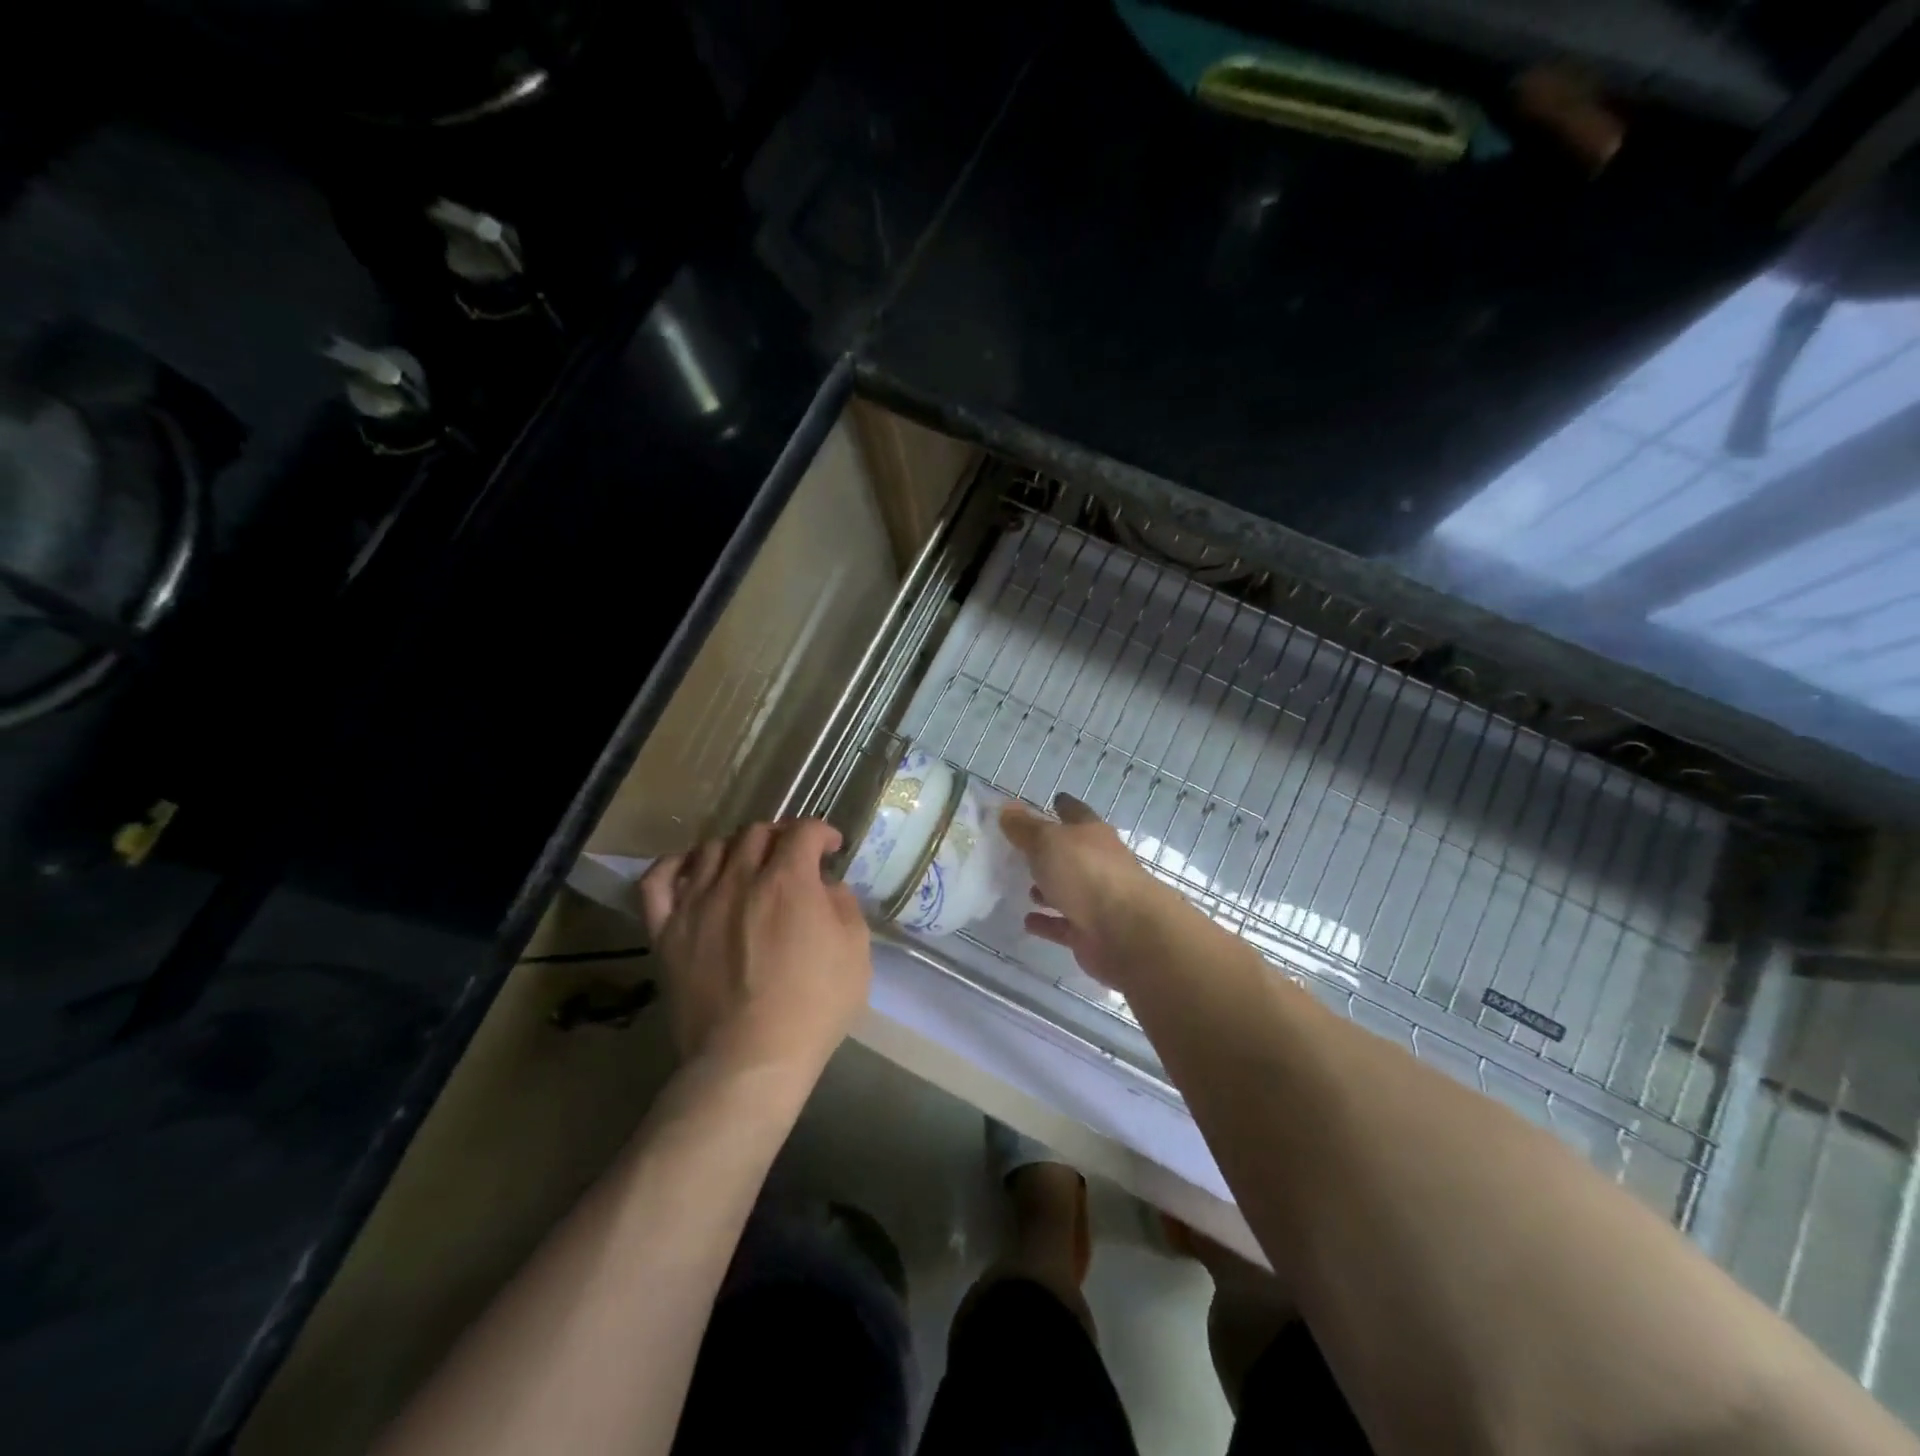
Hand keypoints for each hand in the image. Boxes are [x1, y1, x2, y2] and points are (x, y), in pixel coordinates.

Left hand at [640, 819, 871, 1077]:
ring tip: (745, 867)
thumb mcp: (855, 952)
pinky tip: (690, 871)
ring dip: (735, 848)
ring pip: (710, 848)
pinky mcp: (666, 930)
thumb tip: (826, 887)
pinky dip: (674, 865)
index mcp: (789, 880)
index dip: (820, 832)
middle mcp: (740, 878)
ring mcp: (696, 902)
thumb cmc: (814, 1007)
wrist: (750, 1059)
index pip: (803, 831)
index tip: (829, 849)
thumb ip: (844, 906)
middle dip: (780, 837)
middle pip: (756, 832)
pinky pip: (657, 881)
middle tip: (791, 858)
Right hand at [999, 794, 1184, 988]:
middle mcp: (1098, 864)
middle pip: (1072, 853)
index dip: (1064, 806)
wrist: (1126, 931)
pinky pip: (1063, 924)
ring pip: (1068, 890)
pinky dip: (1047, 922)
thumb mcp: (1048, 842)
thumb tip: (1006, 808)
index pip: (1076, 813)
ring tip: (1024, 888)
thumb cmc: (1087, 873)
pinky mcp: (1090, 932)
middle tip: (1023, 851)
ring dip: (1049, 889)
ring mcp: (1096, 900)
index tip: (1053, 800)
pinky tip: (1028, 921)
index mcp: (1092, 835)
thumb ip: (1025, 827)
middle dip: (1051, 852)